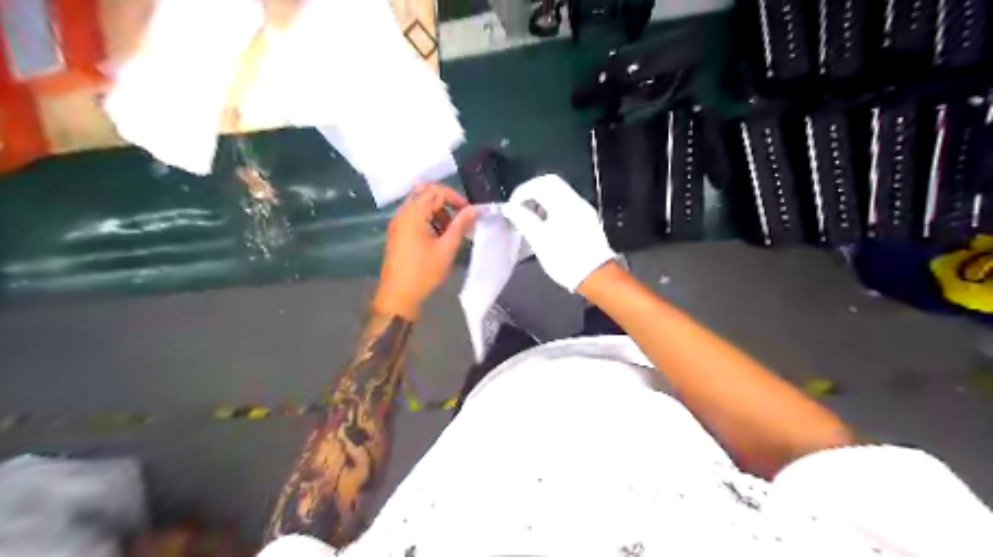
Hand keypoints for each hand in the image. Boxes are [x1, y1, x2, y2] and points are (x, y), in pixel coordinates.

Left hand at [374, 184, 477, 320]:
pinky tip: (439, 239)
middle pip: (426, 194)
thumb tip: (475, 209)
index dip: (456, 198)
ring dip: (439, 213)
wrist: (398, 296)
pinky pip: (415, 217)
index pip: (436, 191)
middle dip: (446, 203)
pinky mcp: (398, 233)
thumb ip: (461, 225)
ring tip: (452, 232)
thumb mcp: (447, 248)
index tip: (469, 212)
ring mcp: (398, 223)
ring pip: (421, 206)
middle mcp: (402, 213)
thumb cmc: (424, 272)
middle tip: (461, 218)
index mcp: (413, 214)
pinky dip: (429, 221)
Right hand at [502, 175, 617, 291]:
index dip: (522, 192)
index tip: (512, 207)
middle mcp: (576, 201)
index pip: (540, 183)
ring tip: (531, 219)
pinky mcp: (587, 220)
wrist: (595, 276)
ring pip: (559, 194)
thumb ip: (522, 219)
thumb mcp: (539, 240)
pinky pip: (567, 205)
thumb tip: (509, 207)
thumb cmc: (564, 259)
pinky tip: (547, 226)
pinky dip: (553, 208)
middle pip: (551, 184)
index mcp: (564, 203)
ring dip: (543, 201)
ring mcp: (584, 210)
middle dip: (532, 193)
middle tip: (520, 209)